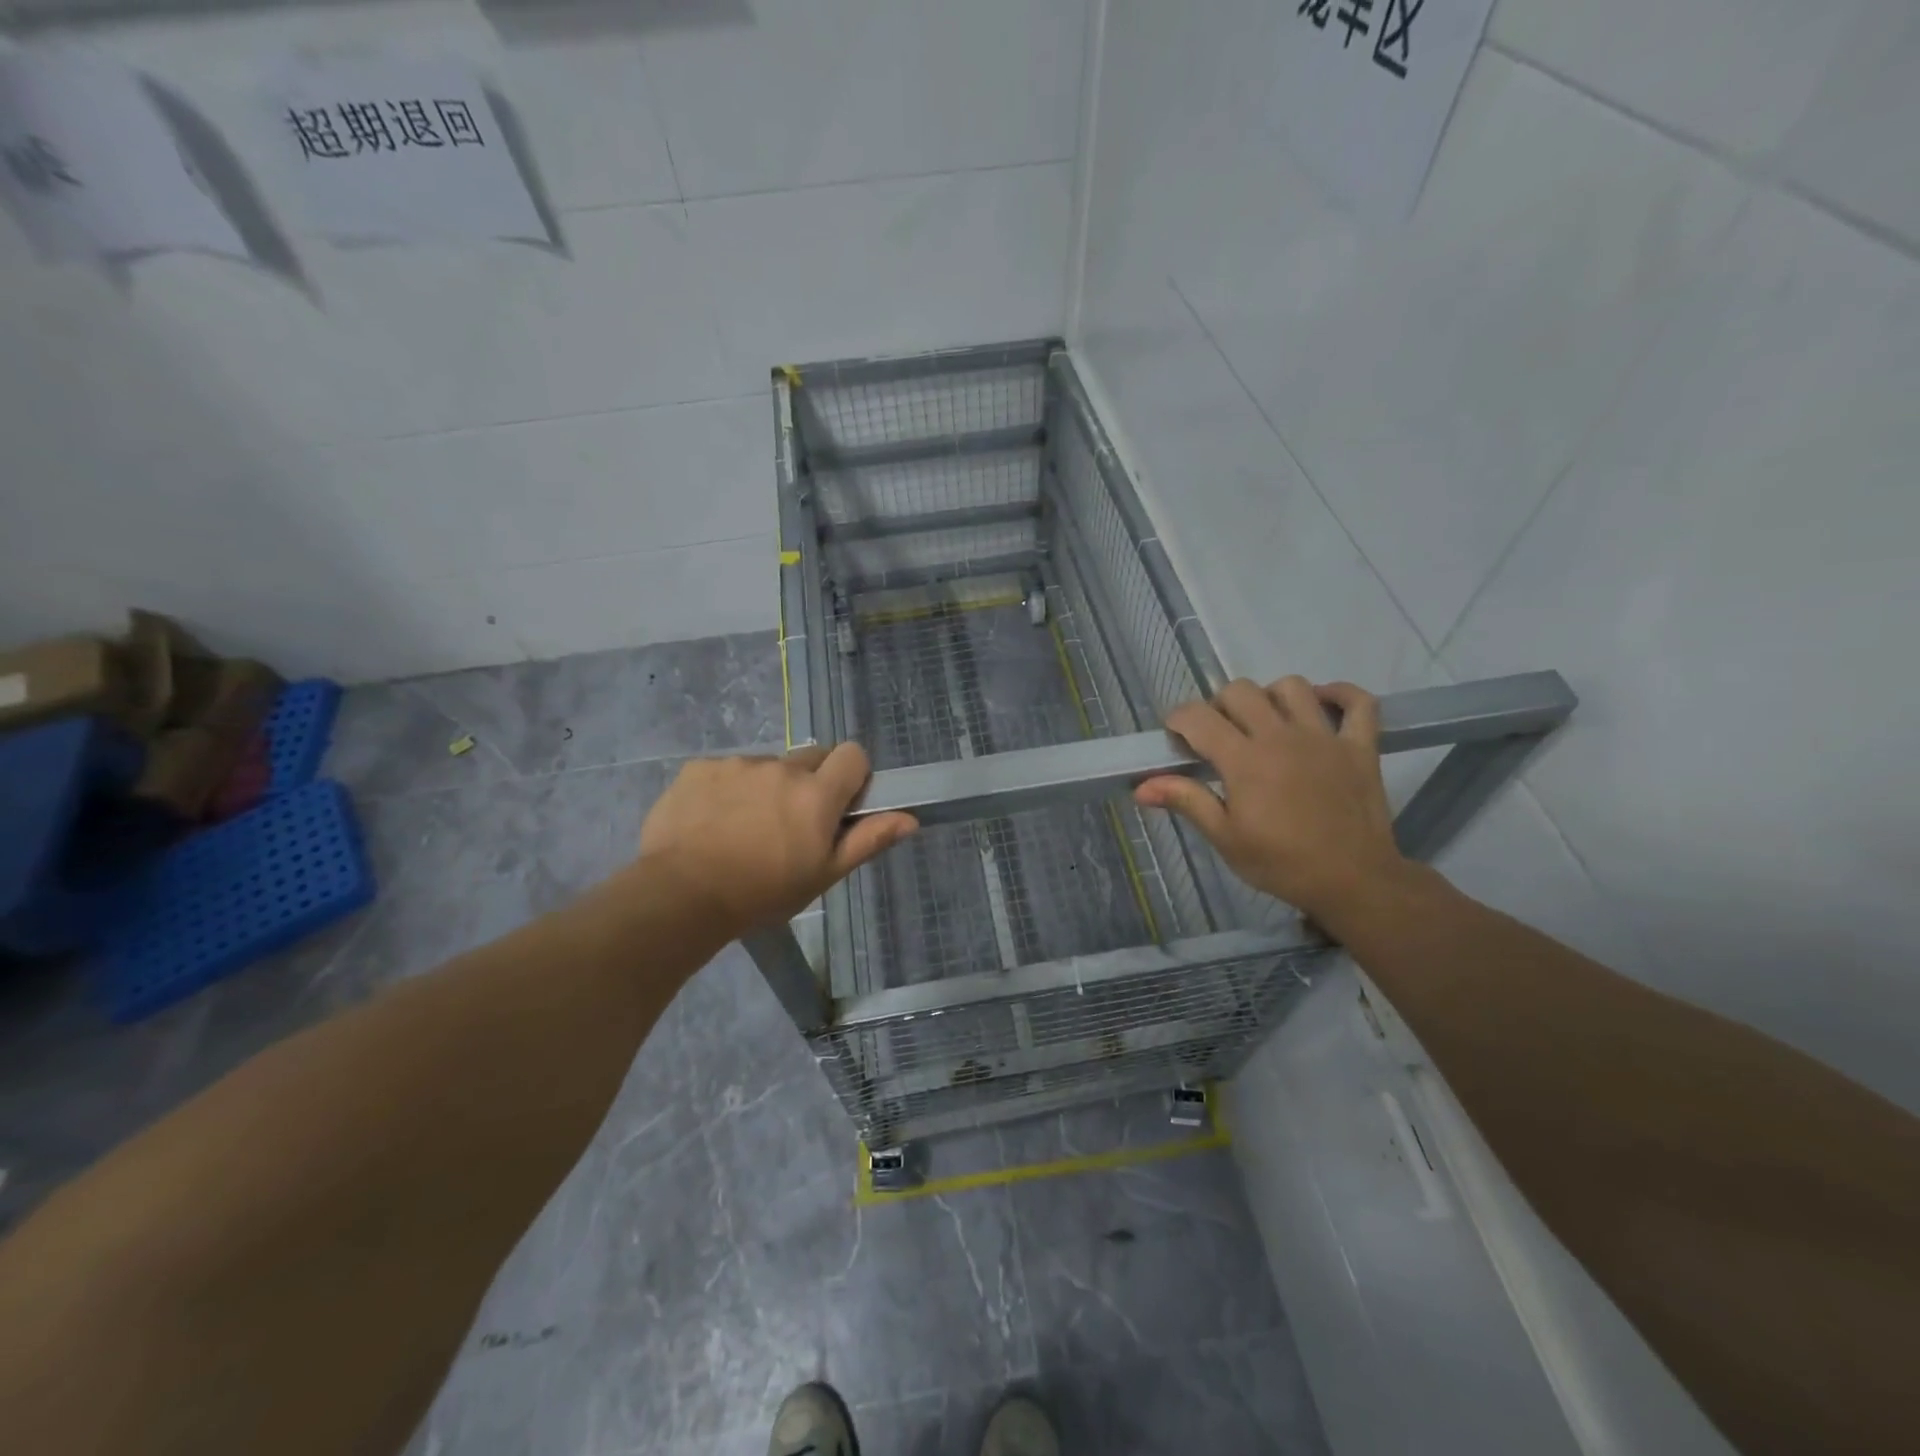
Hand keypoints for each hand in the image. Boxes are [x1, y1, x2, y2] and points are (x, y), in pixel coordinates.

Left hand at [636, 744, 916, 935]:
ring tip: (744, 828)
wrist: (681, 895)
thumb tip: (910, 818)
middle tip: (791, 823)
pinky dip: (726, 790)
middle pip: (810, 757)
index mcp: (816, 794)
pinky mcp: (699, 768)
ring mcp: (737, 764)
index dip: (851, 776)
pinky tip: (712, 823)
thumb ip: (867, 840)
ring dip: (766, 787)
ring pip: (766, 766)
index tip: (839, 804)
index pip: (853, 754)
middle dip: (809, 782)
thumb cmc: (763, 893)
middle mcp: (781, 767)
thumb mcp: (823, 875)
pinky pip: (726, 770)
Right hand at [1134, 677, 1415, 929]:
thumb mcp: (1225, 838)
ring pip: (1292, 687)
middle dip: (1219, 705)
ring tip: (1265, 721)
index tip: (1176, 736)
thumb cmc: (1281, 863)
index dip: (1179, 719)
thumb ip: (1186, 801)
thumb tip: (1141, 787)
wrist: (1354, 882)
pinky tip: (1321, 705)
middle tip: (1218, 734)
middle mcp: (1282, 736)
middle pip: (1241, 691)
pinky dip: (1341, 695)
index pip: (1199, 717)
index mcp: (1245, 760)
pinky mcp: (1360, 746)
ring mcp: (1325, 737)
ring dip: (1271, 696)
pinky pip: (1359, 703)